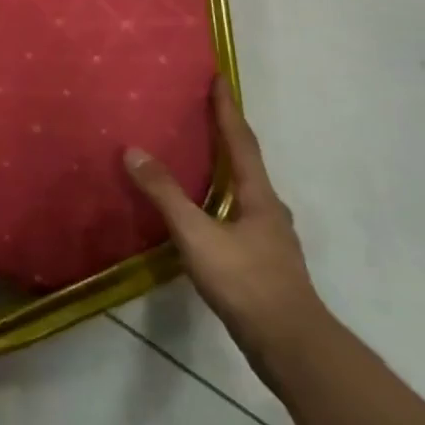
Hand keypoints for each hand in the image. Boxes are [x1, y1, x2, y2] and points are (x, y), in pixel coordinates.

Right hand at [124, 77, 327, 387]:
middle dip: (226, 134)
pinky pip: (237, 213)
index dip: (227, 109)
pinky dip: (219, 197)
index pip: (240, 141)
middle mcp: (268, 208)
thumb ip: (166, 194)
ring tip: (198, 155)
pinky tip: (204, 210)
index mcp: (257, 195)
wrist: (290, 346)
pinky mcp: (262, 260)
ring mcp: (269, 236)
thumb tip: (133, 151)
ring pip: (244, 189)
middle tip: (201, 111)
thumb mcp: (197, 235)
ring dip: (224, 167)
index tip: (219, 78)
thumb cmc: (246, 282)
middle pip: (246, 162)